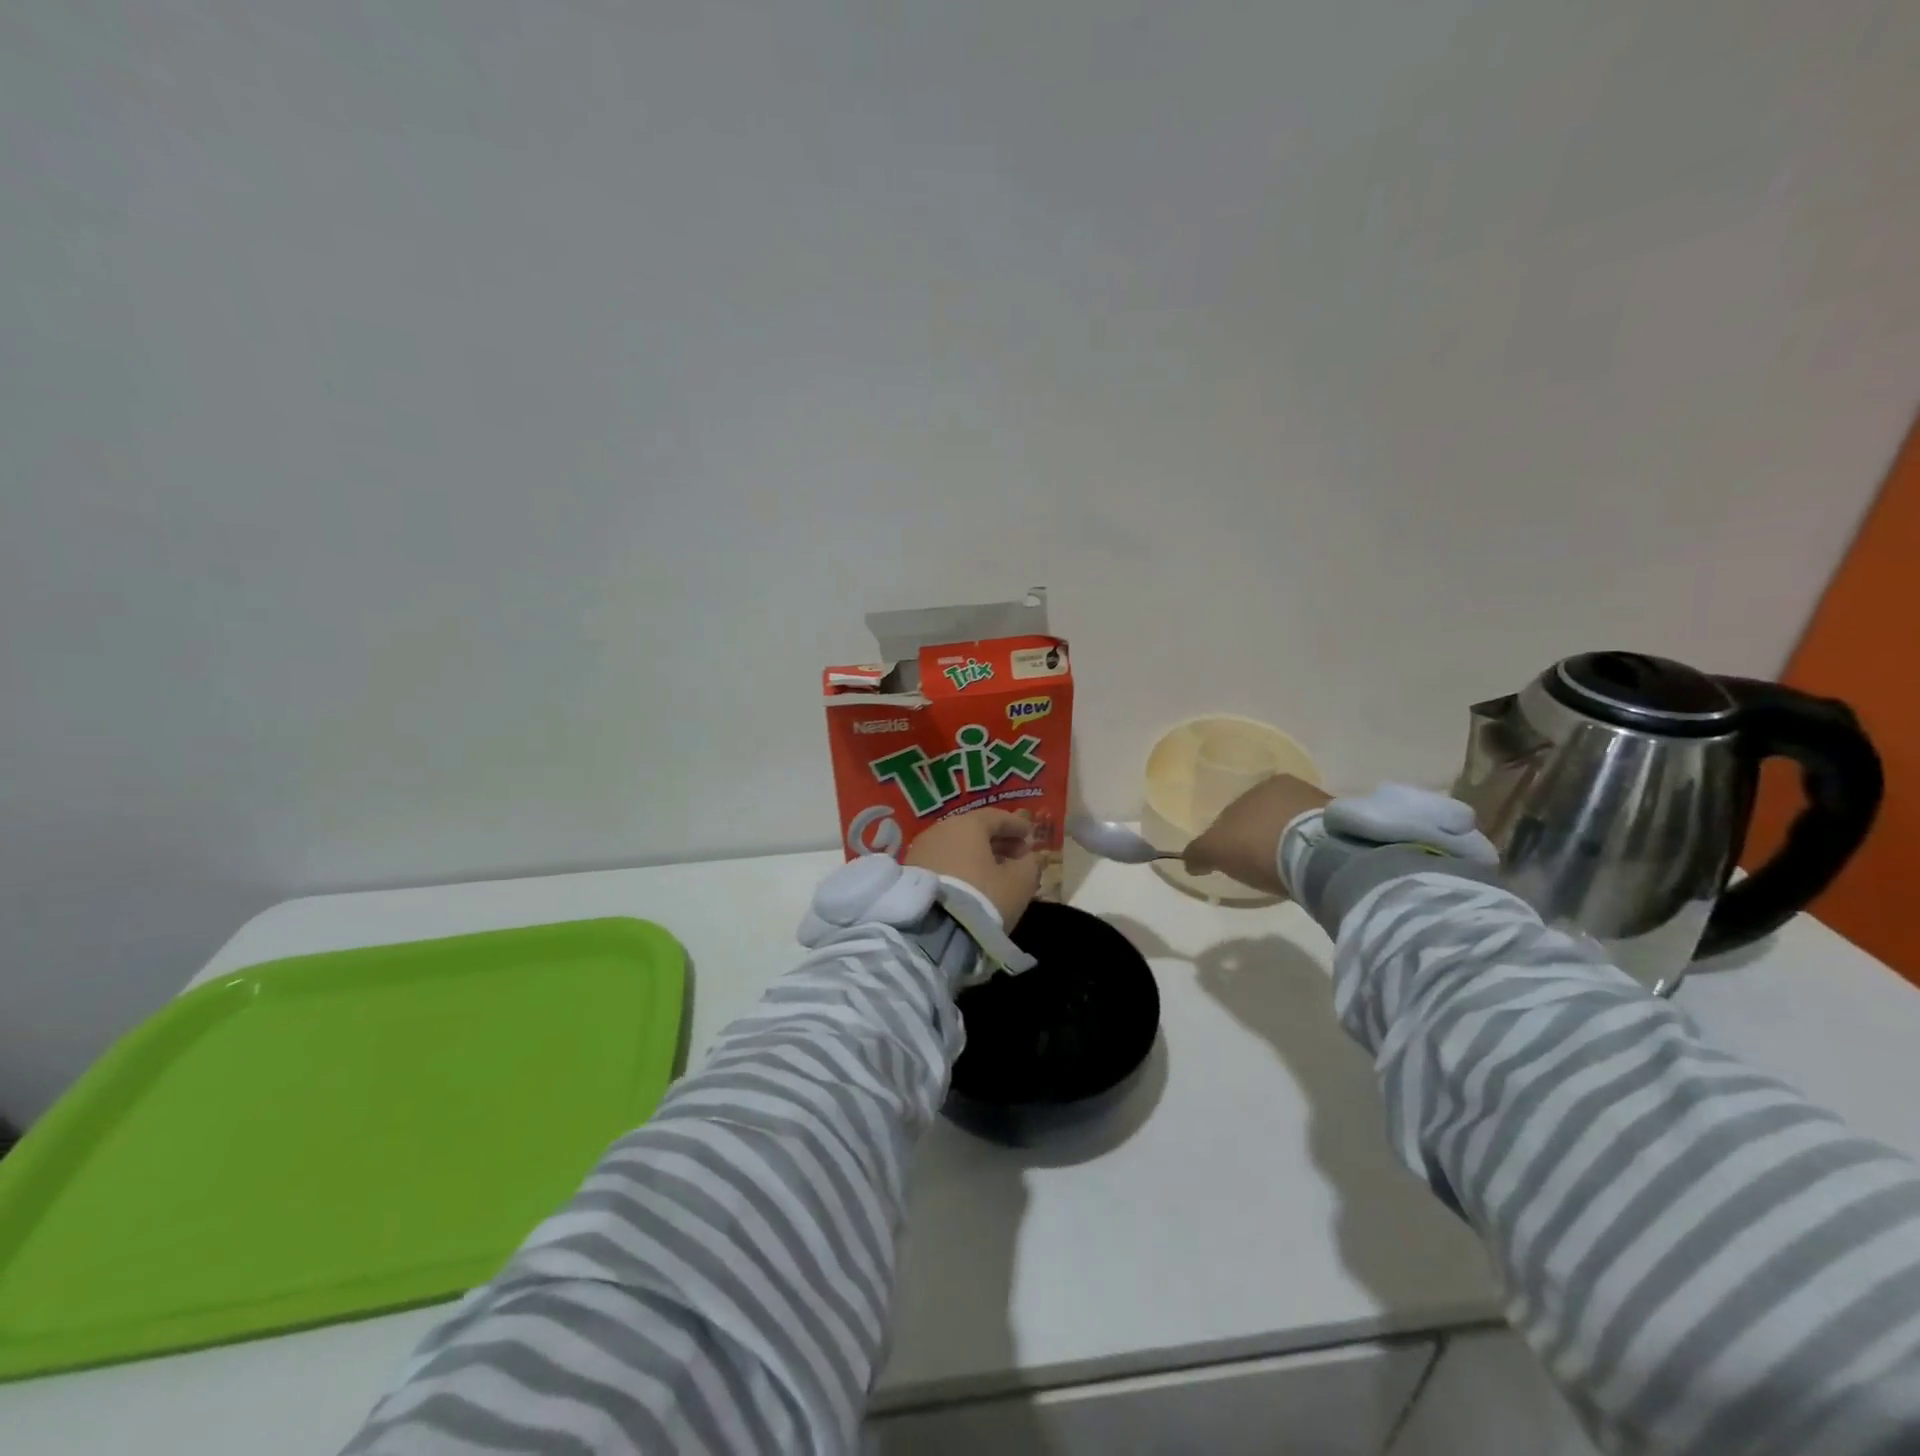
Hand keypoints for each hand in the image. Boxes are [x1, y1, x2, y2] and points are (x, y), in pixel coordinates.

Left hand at [906, 808, 1040, 928]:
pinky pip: (941, 860)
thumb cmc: (982, 898)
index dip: (1016, 825)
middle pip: (973, 829)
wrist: (931, 930)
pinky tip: (970, 880)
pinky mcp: (909, 870)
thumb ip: (1028, 865)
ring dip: (976, 854)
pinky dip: (958, 865)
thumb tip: (1026, 858)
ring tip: (993, 870)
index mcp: (968, 825)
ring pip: (955, 845)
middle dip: (996, 840)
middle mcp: (941, 829)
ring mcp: (921, 849)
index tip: (1029, 835)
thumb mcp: (1018, 884)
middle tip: (1015, 854)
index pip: (996, 817)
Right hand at [1183, 774, 1332, 895]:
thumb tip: (1189, 860)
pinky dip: (1310, 851)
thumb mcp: (1216, 850)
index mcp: (1260, 785)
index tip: (1233, 858)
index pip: (1238, 810)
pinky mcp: (1345, 828)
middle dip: (1261, 836)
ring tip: (1285, 870)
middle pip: (1267, 816)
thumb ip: (1198, 852)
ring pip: (1294, 825)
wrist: (1320, 856)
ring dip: (1287, 843)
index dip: (1231, 835)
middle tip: (1258, 864)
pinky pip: (1318, 839)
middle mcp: (1291, 788)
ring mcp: (1322, 805)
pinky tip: (1306, 869)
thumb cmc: (1260, 844)